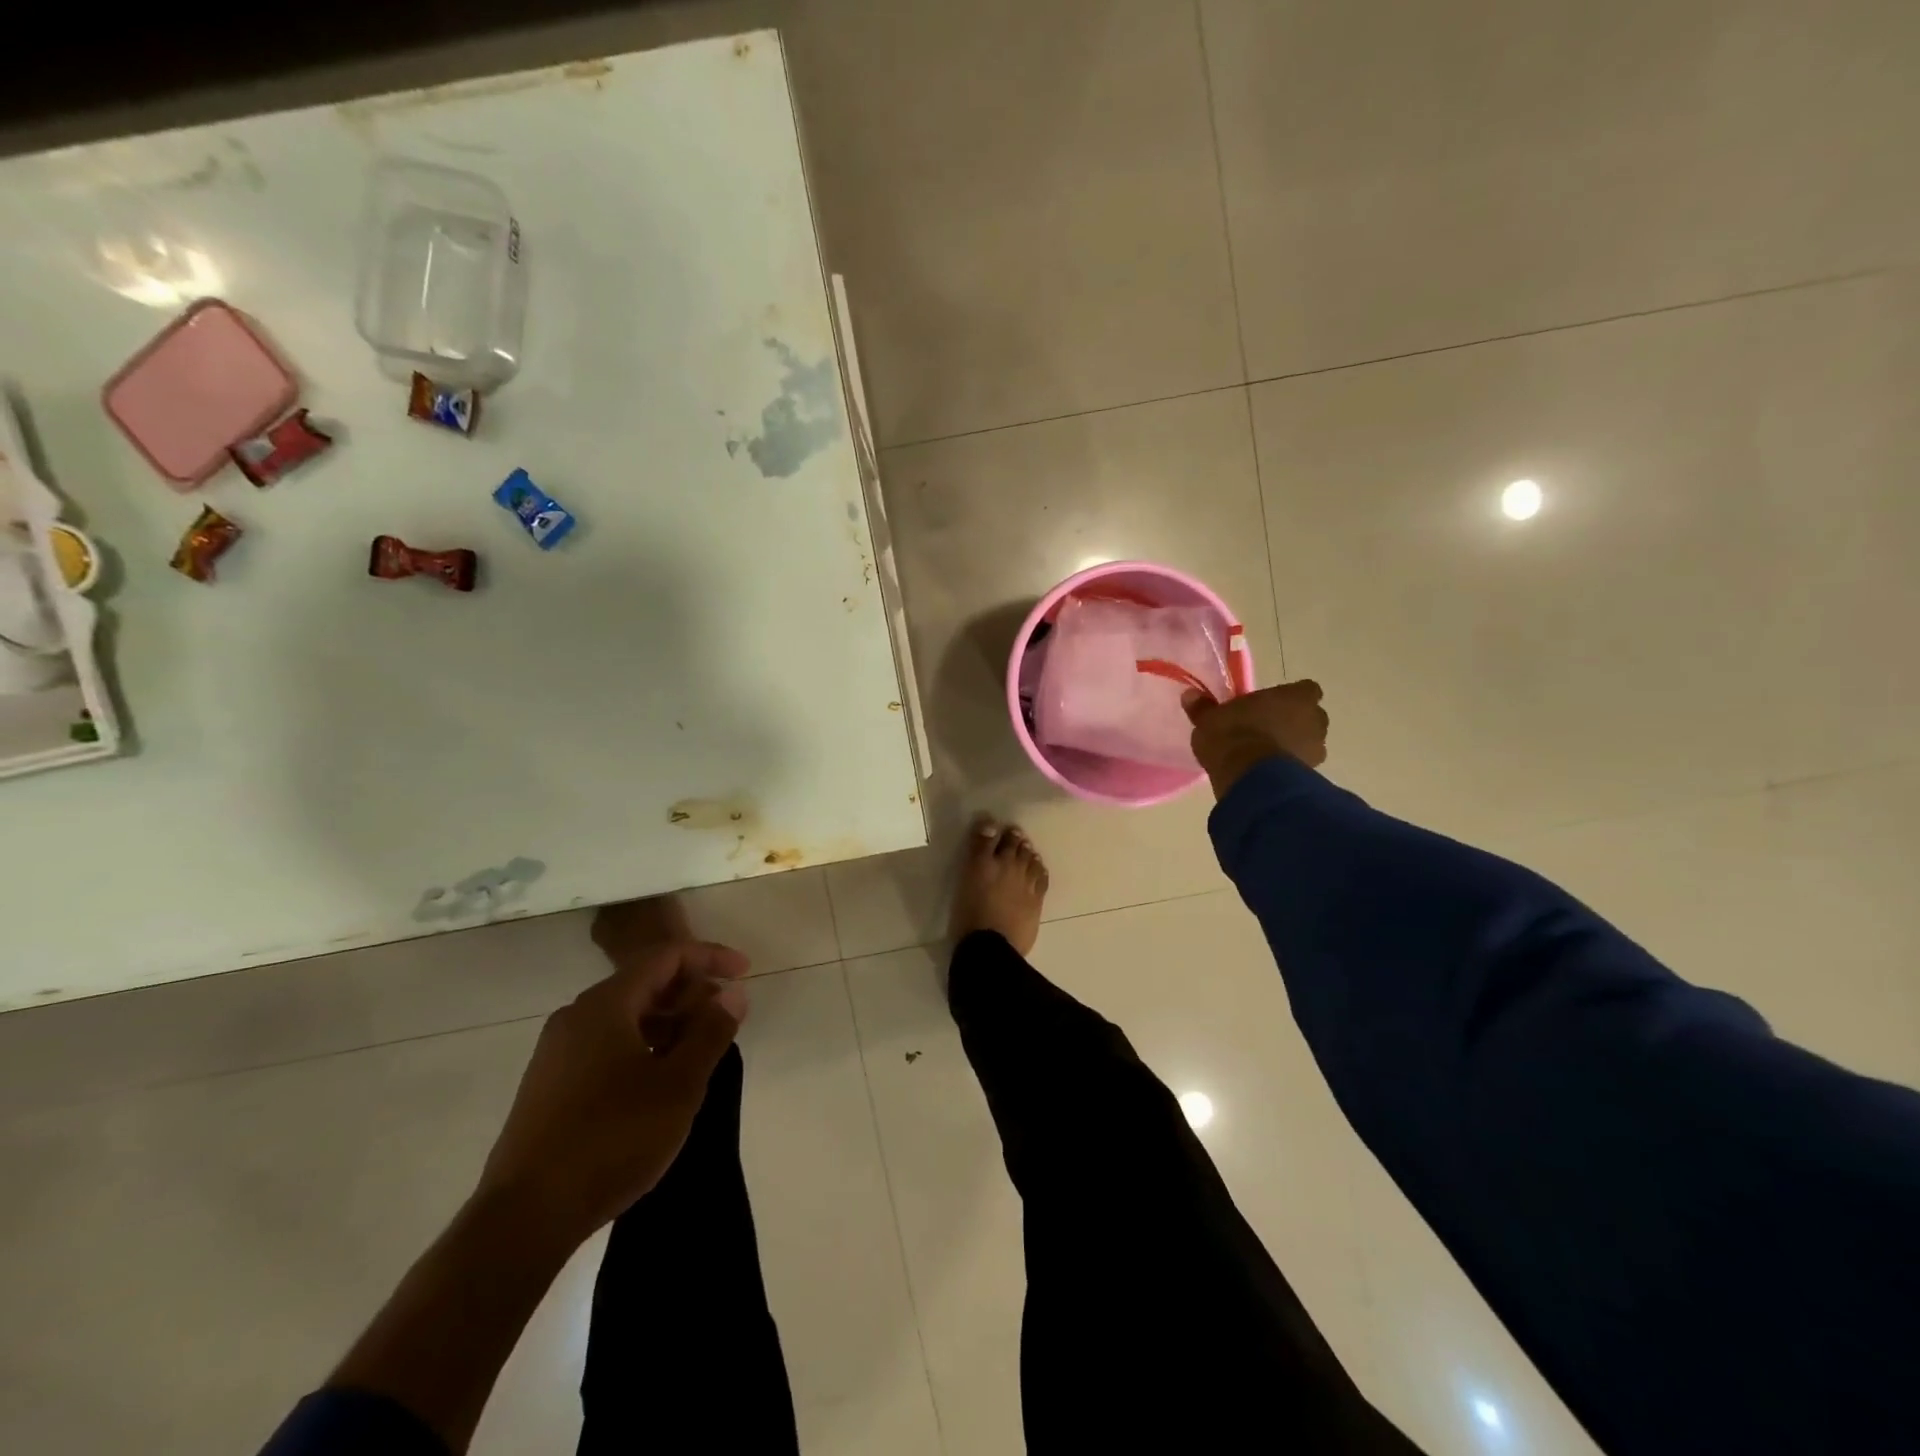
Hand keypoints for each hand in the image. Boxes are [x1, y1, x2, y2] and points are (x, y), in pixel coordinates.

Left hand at [475, 936, 747, 1249]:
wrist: (524, 1218)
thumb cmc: (612, 1139)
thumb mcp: (678, 1085)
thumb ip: (711, 1033)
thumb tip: (732, 995)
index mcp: (605, 1005)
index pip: (666, 957)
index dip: (710, 958)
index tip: (745, 973)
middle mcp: (576, 1017)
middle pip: (644, 983)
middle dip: (691, 994)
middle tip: (725, 1019)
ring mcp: (557, 1052)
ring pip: (625, 1017)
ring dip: (669, 1023)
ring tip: (699, 1053)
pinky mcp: (550, 1086)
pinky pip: (606, 1044)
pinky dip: (642, 1046)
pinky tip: (659, 1082)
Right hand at [1184, 679, 1329, 798]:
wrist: (1248, 776)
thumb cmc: (1233, 735)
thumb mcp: (1209, 719)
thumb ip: (1204, 707)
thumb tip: (1190, 695)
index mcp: (1296, 697)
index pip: (1305, 690)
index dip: (1290, 698)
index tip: (1272, 705)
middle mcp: (1315, 719)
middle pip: (1310, 717)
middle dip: (1294, 722)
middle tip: (1267, 729)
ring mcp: (1316, 749)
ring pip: (1308, 743)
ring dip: (1293, 747)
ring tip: (1265, 756)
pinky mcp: (1310, 775)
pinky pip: (1301, 767)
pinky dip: (1288, 768)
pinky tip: (1267, 774)